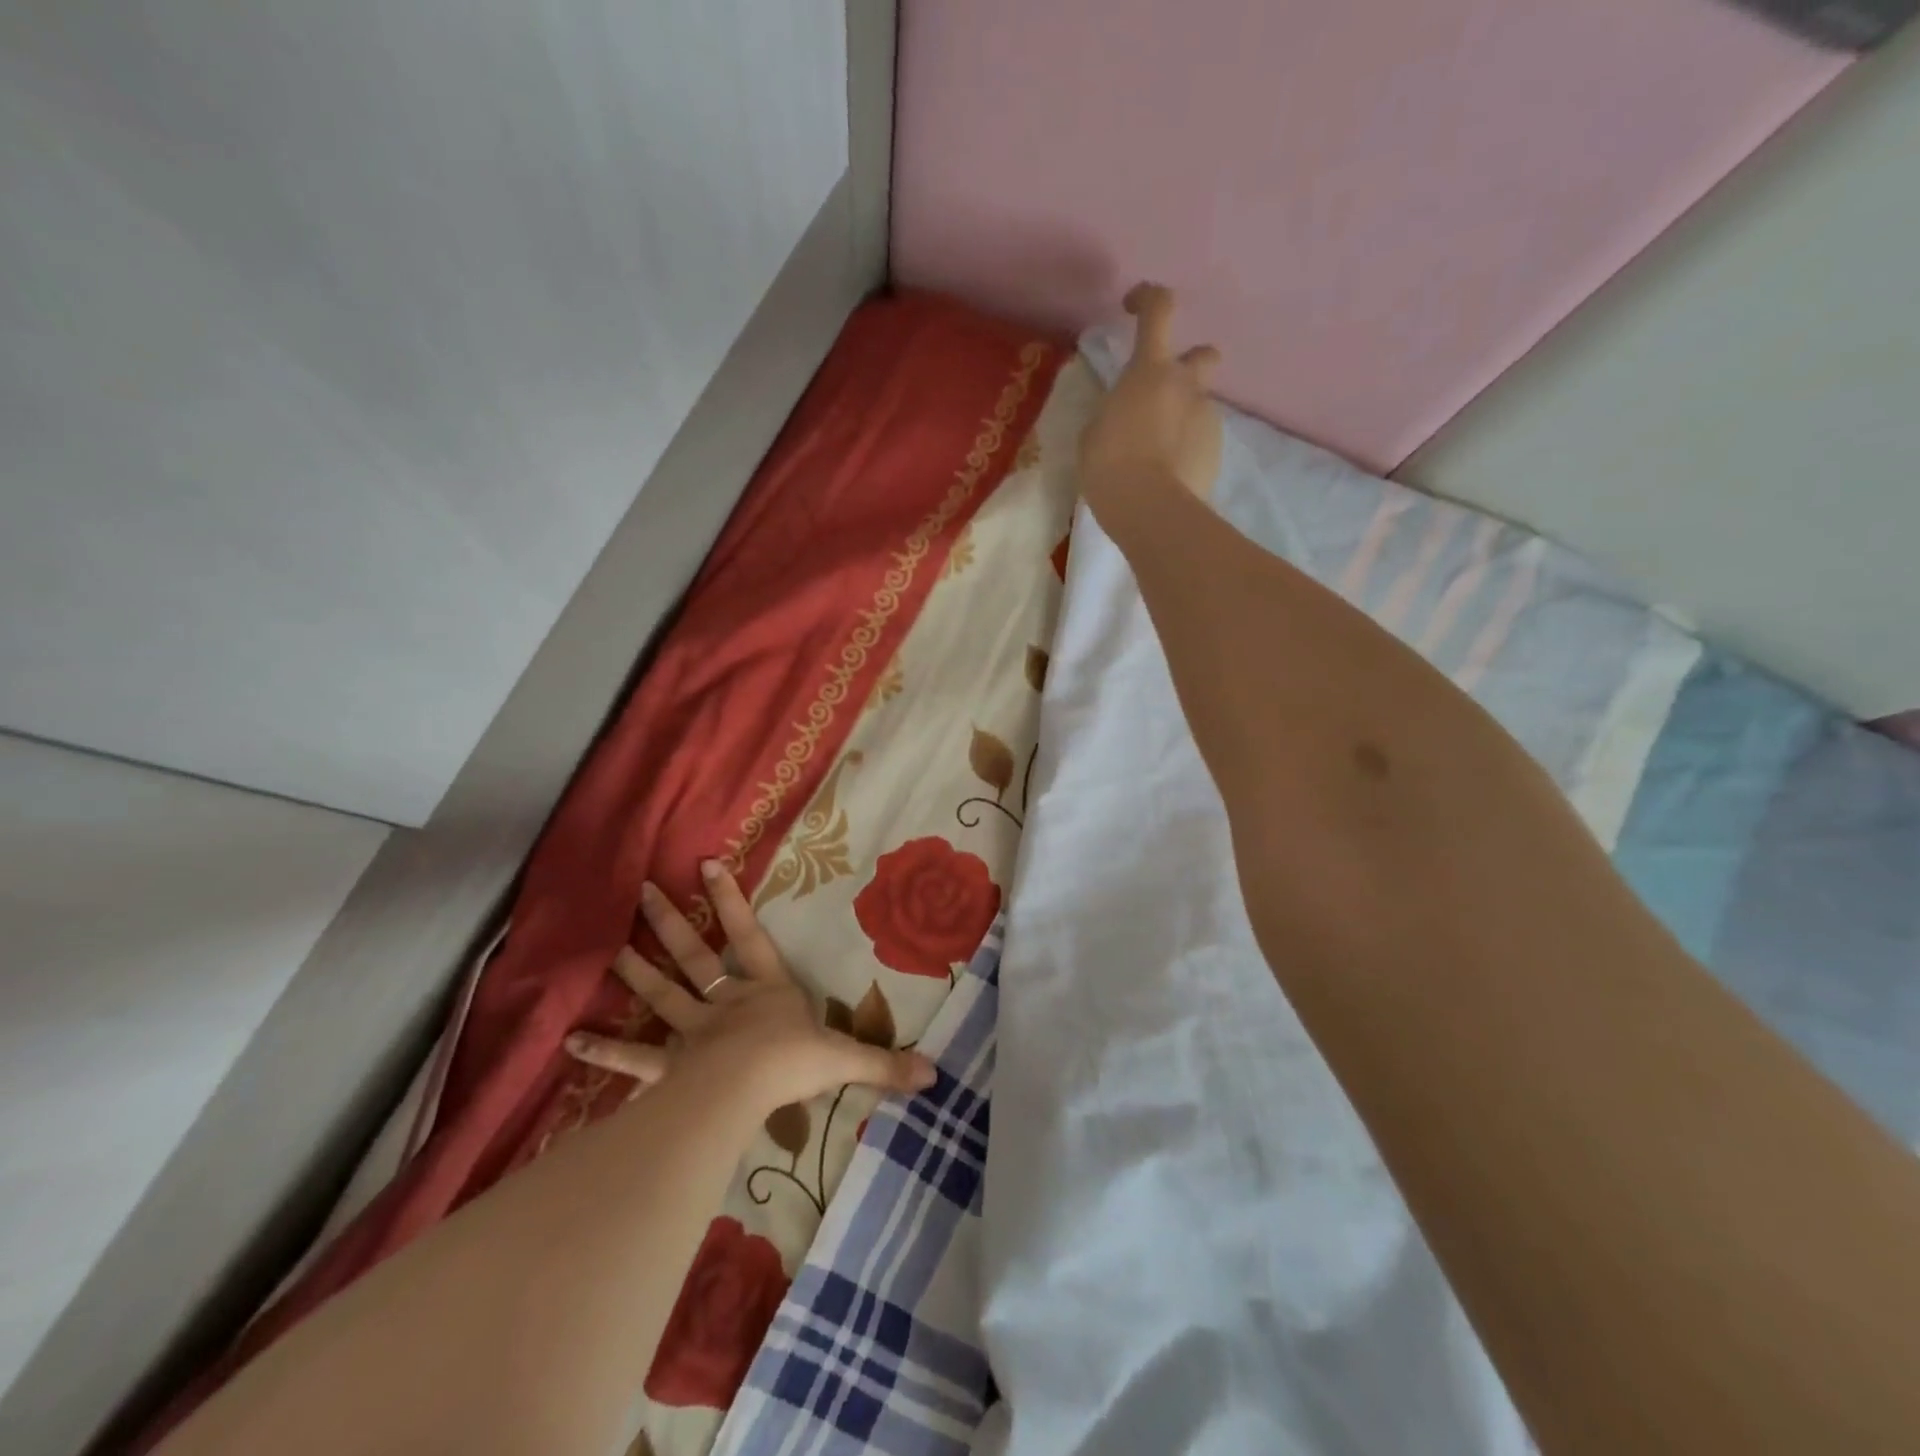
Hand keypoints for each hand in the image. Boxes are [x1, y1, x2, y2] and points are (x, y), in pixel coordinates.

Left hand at [565, 860, 935, 1113]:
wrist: (748, 1091)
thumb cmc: (794, 1063)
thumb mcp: (845, 1059)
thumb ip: (885, 1064)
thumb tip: (936, 1074)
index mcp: (767, 991)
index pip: (748, 935)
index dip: (729, 900)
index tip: (706, 864)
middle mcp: (727, 1003)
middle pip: (696, 957)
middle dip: (671, 924)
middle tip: (643, 891)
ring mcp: (693, 1033)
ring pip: (662, 995)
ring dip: (637, 972)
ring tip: (611, 948)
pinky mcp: (669, 1068)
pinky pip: (632, 1059)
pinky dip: (603, 1050)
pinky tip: (570, 1040)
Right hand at [1078, 283, 1224, 506]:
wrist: (1151, 509)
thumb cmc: (1109, 465)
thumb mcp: (1094, 433)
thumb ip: (1114, 412)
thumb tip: (1127, 415)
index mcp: (1150, 371)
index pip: (1158, 310)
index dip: (1148, 298)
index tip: (1134, 306)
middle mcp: (1186, 385)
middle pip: (1203, 354)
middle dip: (1188, 366)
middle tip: (1163, 394)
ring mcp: (1207, 418)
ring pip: (1198, 406)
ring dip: (1181, 419)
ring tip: (1157, 455)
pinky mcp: (1217, 451)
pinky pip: (1201, 440)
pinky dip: (1187, 450)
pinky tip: (1168, 475)